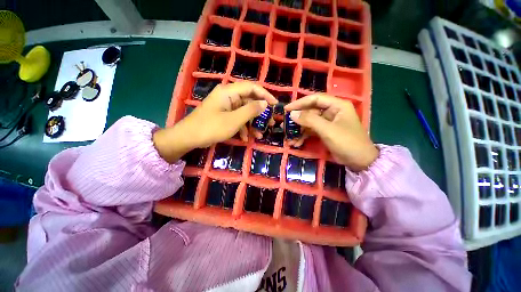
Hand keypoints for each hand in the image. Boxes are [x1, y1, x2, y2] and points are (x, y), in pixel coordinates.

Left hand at [153, 82, 277, 162]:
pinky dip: (243, 127)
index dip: (265, 95)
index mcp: (229, 92)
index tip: (275, 105)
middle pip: (249, 101)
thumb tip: (265, 103)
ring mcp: (225, 106)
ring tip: (259, 135)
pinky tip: (245, 138)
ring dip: (252, 123)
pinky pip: (237, 118)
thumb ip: (250, 111)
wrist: (188, 138)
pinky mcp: (224, 115)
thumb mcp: (234, 120)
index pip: (252, 88)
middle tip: (270, 123)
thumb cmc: (211, 128)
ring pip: (244, 112)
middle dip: (260, 113)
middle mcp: (228, 96)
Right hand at [285, 94, 378, 171]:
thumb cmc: (347, 142)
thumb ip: (309, 120)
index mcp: (337, 105)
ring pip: (310, 122)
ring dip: (299, 130)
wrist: (359, 161)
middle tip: (286, 125)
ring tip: (290, 138)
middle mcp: (332, 111)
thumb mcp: (327, 130)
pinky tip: (297, 143)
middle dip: (298, 120)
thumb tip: (292, 114)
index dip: (300, 103)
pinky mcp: (325, 131)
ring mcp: (328, 122)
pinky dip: (304, 136)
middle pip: (311, 111)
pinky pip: (312, 130)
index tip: (287, 109)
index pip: (315, 99)